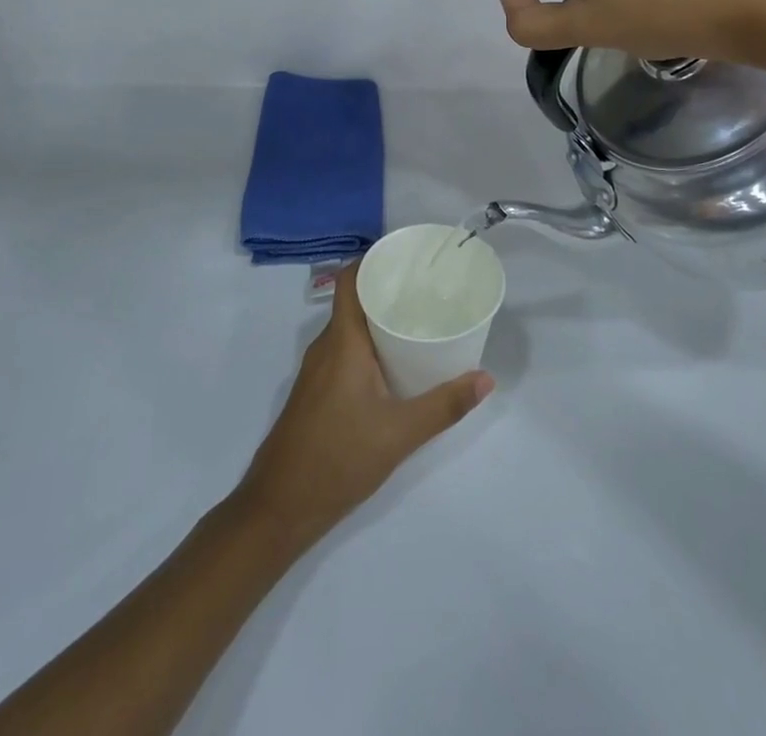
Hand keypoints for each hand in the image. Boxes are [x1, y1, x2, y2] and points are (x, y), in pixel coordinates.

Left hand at [236, 266, 491, 551]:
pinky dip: (368, 344)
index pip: (350, 279)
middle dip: (387, 289)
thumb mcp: (399, 434)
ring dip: (378, 319)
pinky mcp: (316, 391)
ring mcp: (317, 370)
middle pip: (353, 300)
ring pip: (349, 328)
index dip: (374, 260)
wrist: (279, 507)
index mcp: (342, 341)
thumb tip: (486, 379)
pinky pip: (344, 350)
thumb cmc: (338, 458)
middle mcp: (325, 346)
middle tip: (427, 288)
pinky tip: (394, 362)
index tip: (407, 256)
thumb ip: (444, 406)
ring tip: (417, 319)